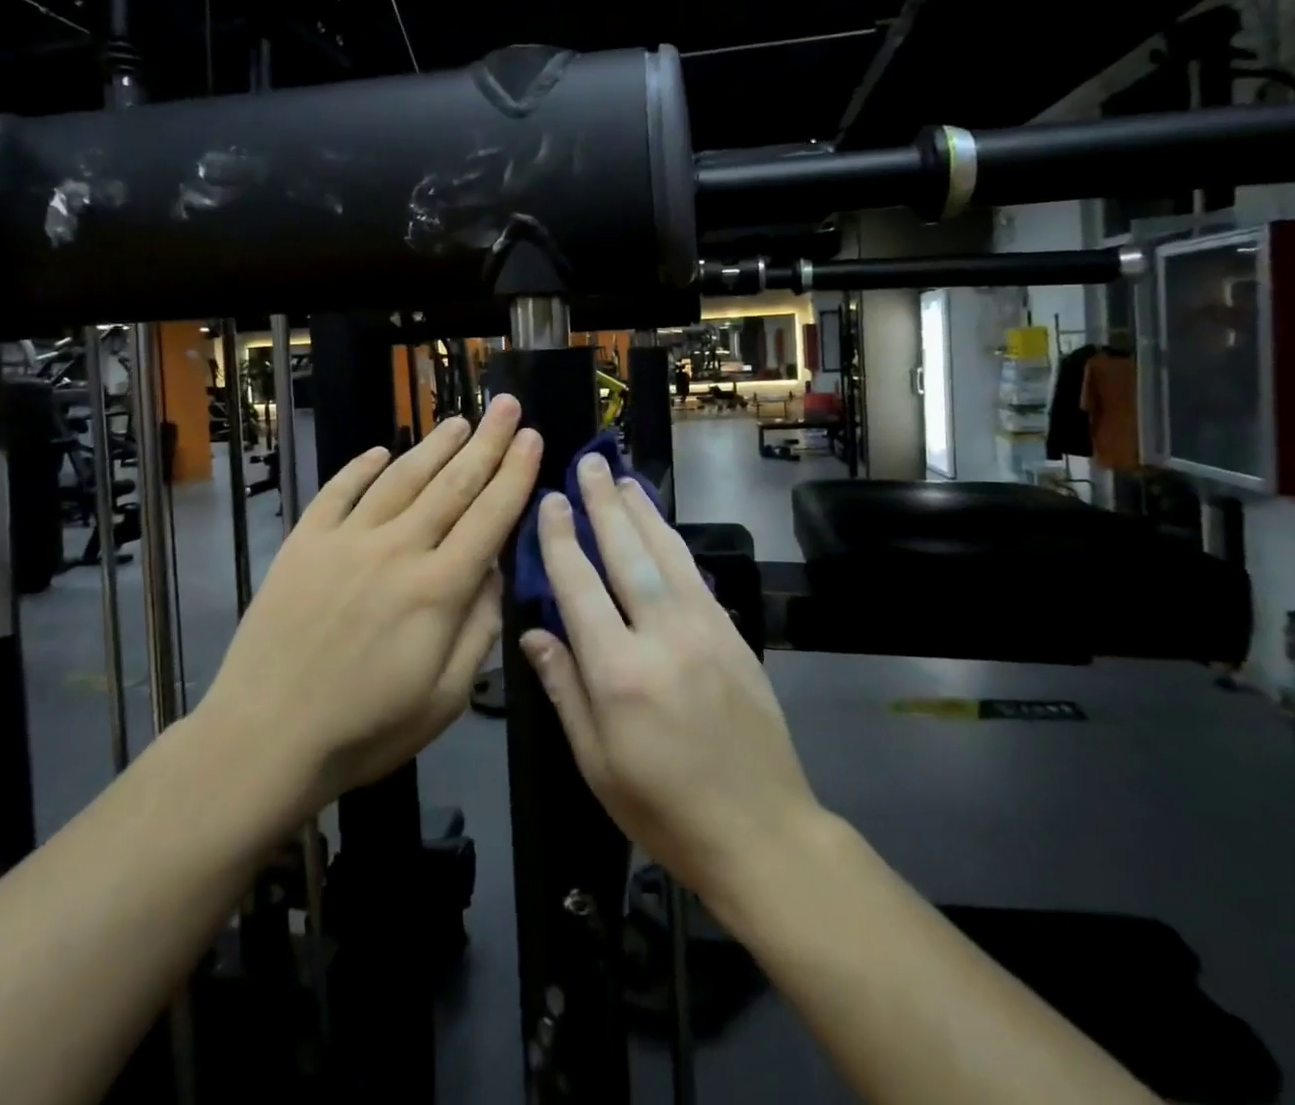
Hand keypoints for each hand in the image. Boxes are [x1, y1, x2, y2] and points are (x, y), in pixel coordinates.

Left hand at [203, 396, 540, 806]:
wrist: (263, 741)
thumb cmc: (365, 729)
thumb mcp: (446, 697)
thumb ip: (479, 628)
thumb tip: (495, 572)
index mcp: (438, 589)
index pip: (490, 517)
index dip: (515, 474)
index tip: (532, 437)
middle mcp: (397, 550)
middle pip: (452, 484)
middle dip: (487, 442)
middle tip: (507, 405)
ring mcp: (346, 541)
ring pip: (400, 478)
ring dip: (434, 446)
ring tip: (459, 421)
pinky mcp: (304, 544)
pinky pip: (338, 492)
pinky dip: (361, 468)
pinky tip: (380, 451)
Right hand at [522, 454, 818, 902]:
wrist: (761, 831)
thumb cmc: (662, 809)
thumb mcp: (596, 763)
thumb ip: (564, 689)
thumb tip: (533, 632)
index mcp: (618, 674)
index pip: (580, 587)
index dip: (561, 540)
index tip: (549, 502)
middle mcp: (662, 637)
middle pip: (627, 553)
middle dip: (603, 504)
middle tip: (589, 463)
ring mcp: (705, 630)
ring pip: (667, 553)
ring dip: (642, 511)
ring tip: (622, 478)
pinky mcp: (732, 634)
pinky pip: (696, 574)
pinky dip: (673, 542)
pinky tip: (660, 526)